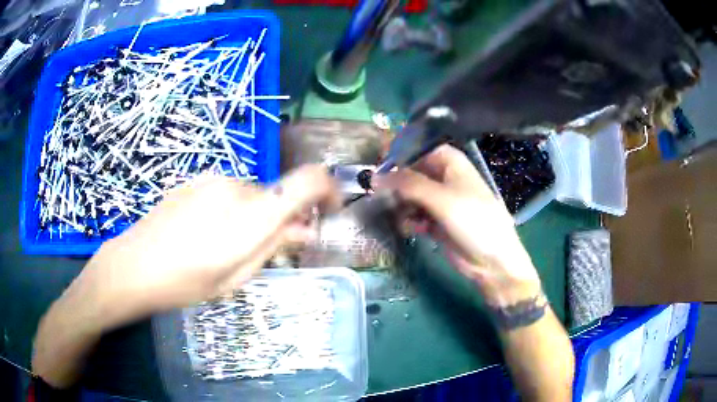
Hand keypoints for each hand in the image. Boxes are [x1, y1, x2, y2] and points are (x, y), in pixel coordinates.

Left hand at [78, 165, 339, 328]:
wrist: (133, 265)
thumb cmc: (184, 283)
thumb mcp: (235, 277)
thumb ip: (273, 246)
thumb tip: (305, 228)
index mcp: (251, 217)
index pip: (306, 182)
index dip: (327, 189)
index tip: (329, 208)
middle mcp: (236, 188)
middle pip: (276, 194)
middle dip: (280, 218)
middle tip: (263, 250)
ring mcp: (212, 180)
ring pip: (251, 194)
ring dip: (252, 215)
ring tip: (224, 245)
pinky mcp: (196, 179)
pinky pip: (228, 191)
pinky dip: (231, 208)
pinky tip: (205, 232)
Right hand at [372, 145, 541, 306]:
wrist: (491, 260)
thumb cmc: (473, 221)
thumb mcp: (441, 198)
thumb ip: (408, 184)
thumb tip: (375, 176)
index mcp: (450, 162)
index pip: (417, 149)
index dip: (397, 156)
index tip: (376, 167)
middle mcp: (444, 177)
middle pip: (411, 172)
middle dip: (396, 184)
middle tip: (379, 195)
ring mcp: (439, 200)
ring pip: (409, 195)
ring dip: (400, 204)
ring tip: (397, 214)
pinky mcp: (435, 221)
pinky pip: (414, 214)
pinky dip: (409, 220)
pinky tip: (411, 229)